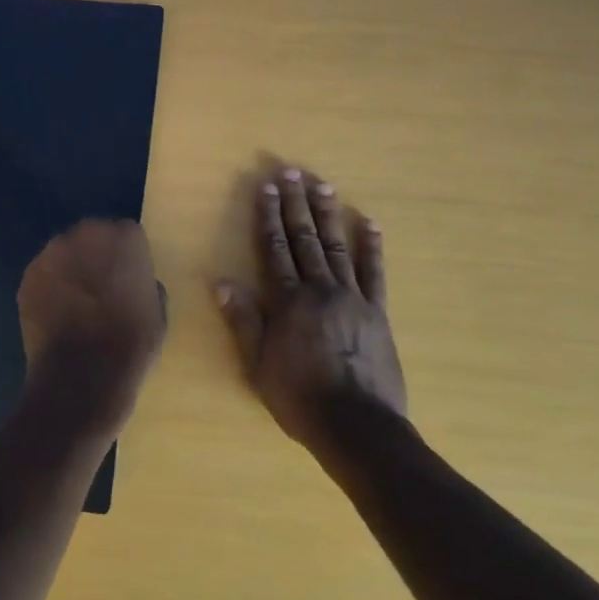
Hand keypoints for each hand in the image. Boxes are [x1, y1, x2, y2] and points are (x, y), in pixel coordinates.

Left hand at [18, 220, 167, 441]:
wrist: (83, 375)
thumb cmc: (131, 344)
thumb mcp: (158, 312)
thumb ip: (147, 284)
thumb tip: (136, 284)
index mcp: (125, 238)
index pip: (128, 234)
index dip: (128, 257)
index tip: (128, 278)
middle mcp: (86, 234)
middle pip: (93, 236)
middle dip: (96, 256)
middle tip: (101, 288)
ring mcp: (53, 253)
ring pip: (64, 253)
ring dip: (70, 269)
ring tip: (75, 303)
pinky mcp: (28, 275)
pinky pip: (44, 275)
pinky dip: (49, 288)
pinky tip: (56, 314)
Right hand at [216, 166, 407, 450]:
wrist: (357, 426)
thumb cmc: (300, 398)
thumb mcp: (258, 364)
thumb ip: (243, 320)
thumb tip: (221, 282)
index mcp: (289, 301)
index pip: (274, 248)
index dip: (268, 216)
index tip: (266, 187)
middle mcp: (320, 290)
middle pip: (305, 239)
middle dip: (296, 204)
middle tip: (292, 172)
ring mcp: (353, 298)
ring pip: (337, 247)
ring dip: (328, 215)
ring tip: (323, 185)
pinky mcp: (377, 312)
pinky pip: (375, 273)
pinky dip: (371, 247)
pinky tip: (369, 224)